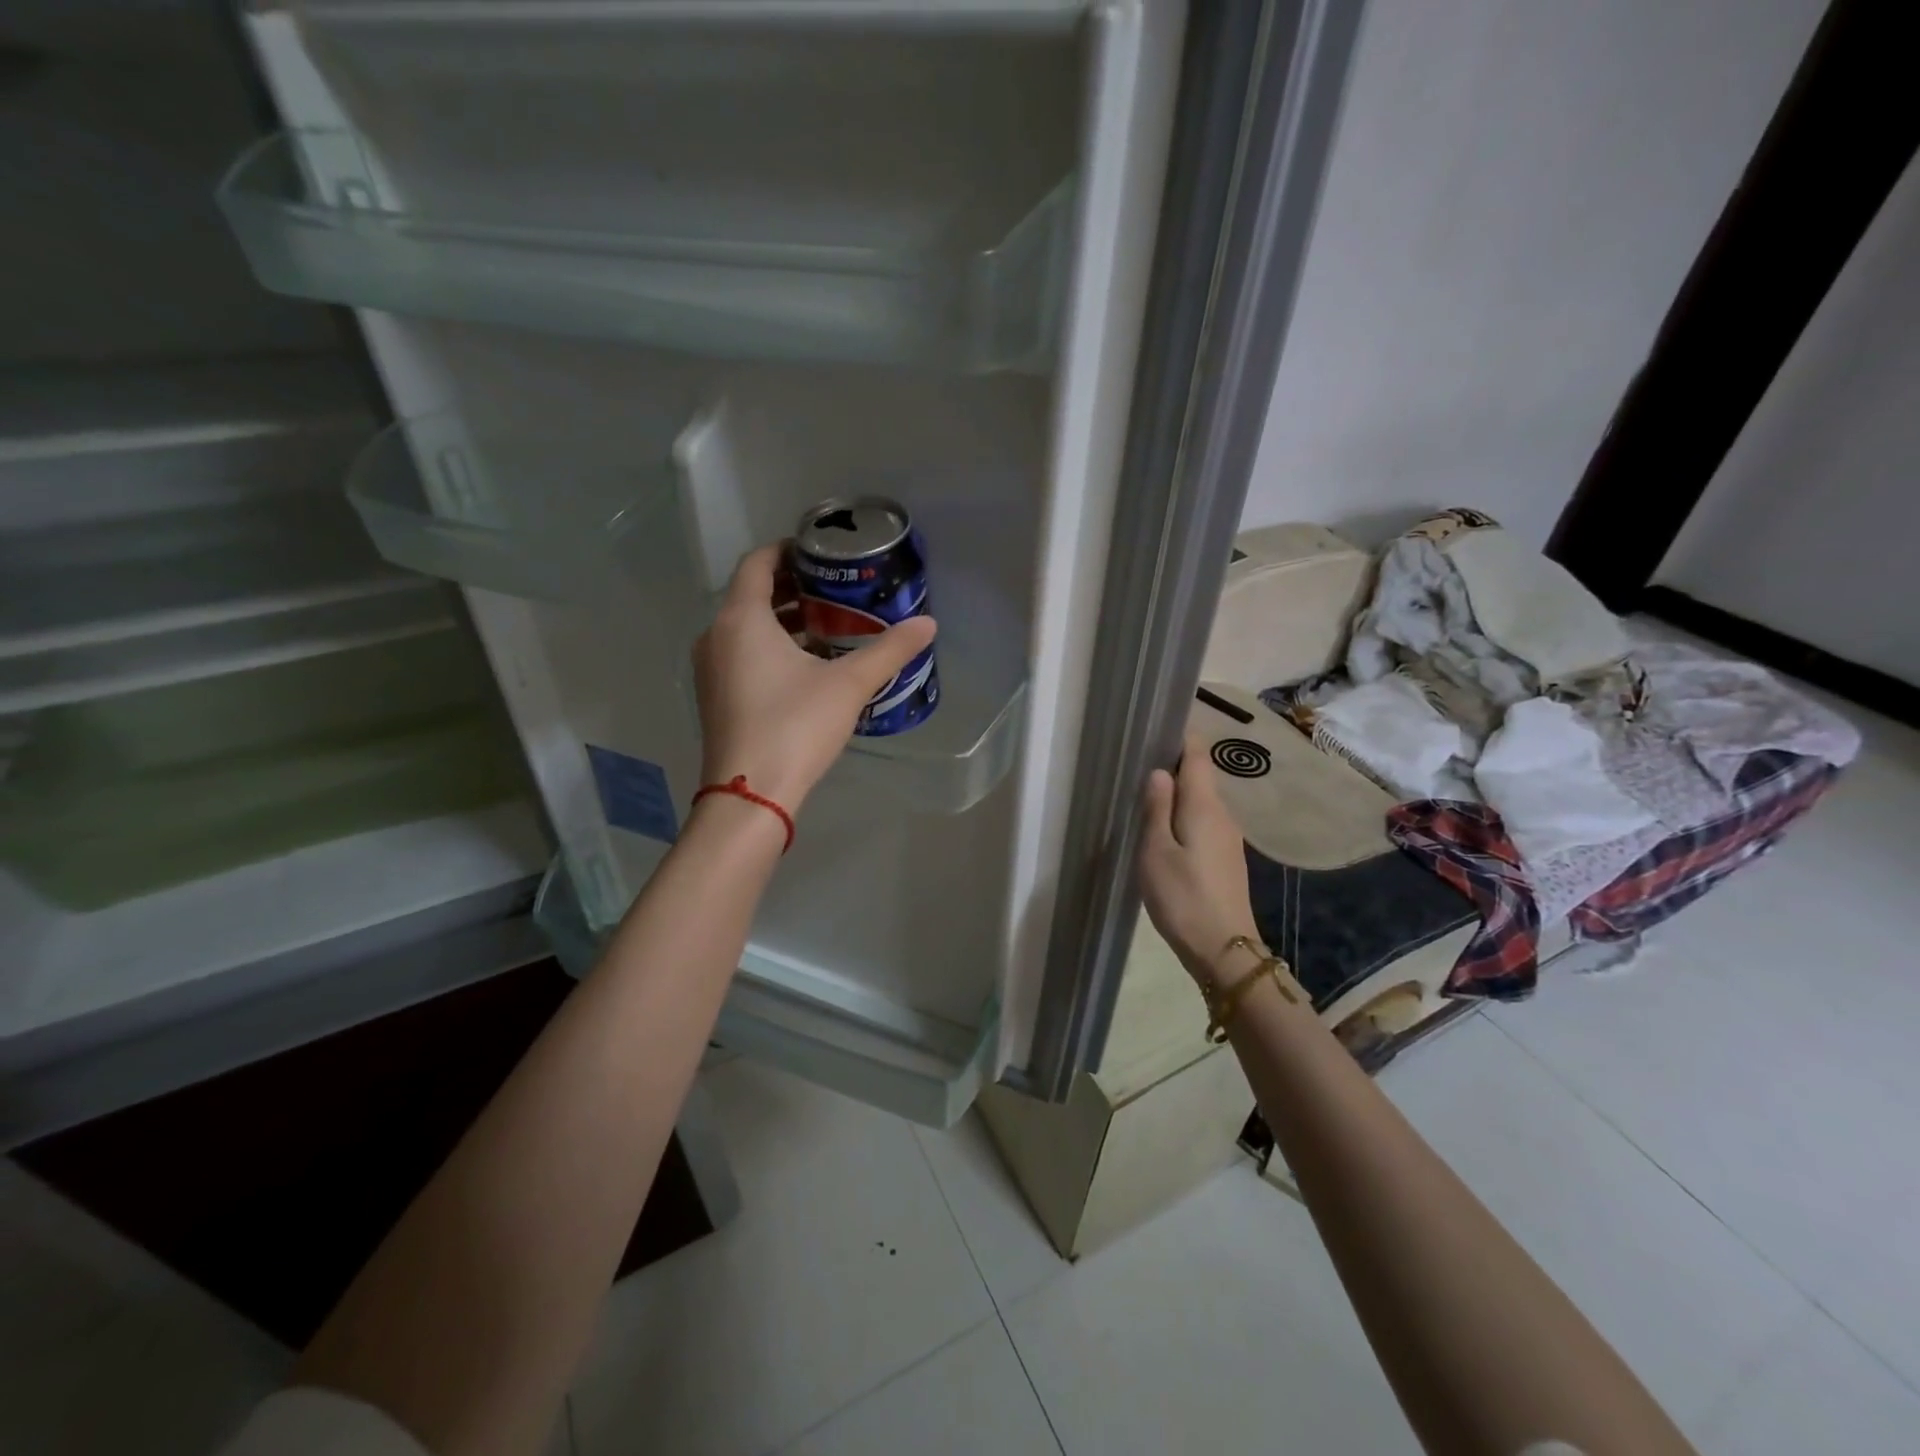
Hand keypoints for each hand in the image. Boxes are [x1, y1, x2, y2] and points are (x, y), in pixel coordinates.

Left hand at [693, 543, 937, 813]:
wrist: (750, 794)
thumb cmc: (795, 726)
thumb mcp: (849, 684)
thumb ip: (889, 650)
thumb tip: (928, 623)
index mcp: (741, 619)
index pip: (758, 562)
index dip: (788, 549)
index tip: (821, 551)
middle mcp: (716, 635)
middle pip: (751, 594)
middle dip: (792, 586)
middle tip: (834, 587)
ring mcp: (710, 669)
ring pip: (745, 627)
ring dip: (782, 620)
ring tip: (827, 624)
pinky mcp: (715, 696)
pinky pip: (740, 653)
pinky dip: (769, 646)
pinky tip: (806, 665)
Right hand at [1139, 738, 1260, 986]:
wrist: (1224, 948)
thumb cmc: (1183, 896)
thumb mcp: (1156, 851)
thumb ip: (1156, 808)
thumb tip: (1159, 771)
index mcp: (1204, 806)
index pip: (1197, 756)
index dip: (1180, 738)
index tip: (1156, 728)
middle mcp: (1223, 815)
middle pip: (1200, 778)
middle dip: (1173, 768)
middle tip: (1137, 768)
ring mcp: (1229, 838)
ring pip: (1201, 803)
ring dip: (1177, 797)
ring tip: (1145, 800)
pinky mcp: (1227, 858)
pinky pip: (1204, 824)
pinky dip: (1184, 818)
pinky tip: (1165, 834)